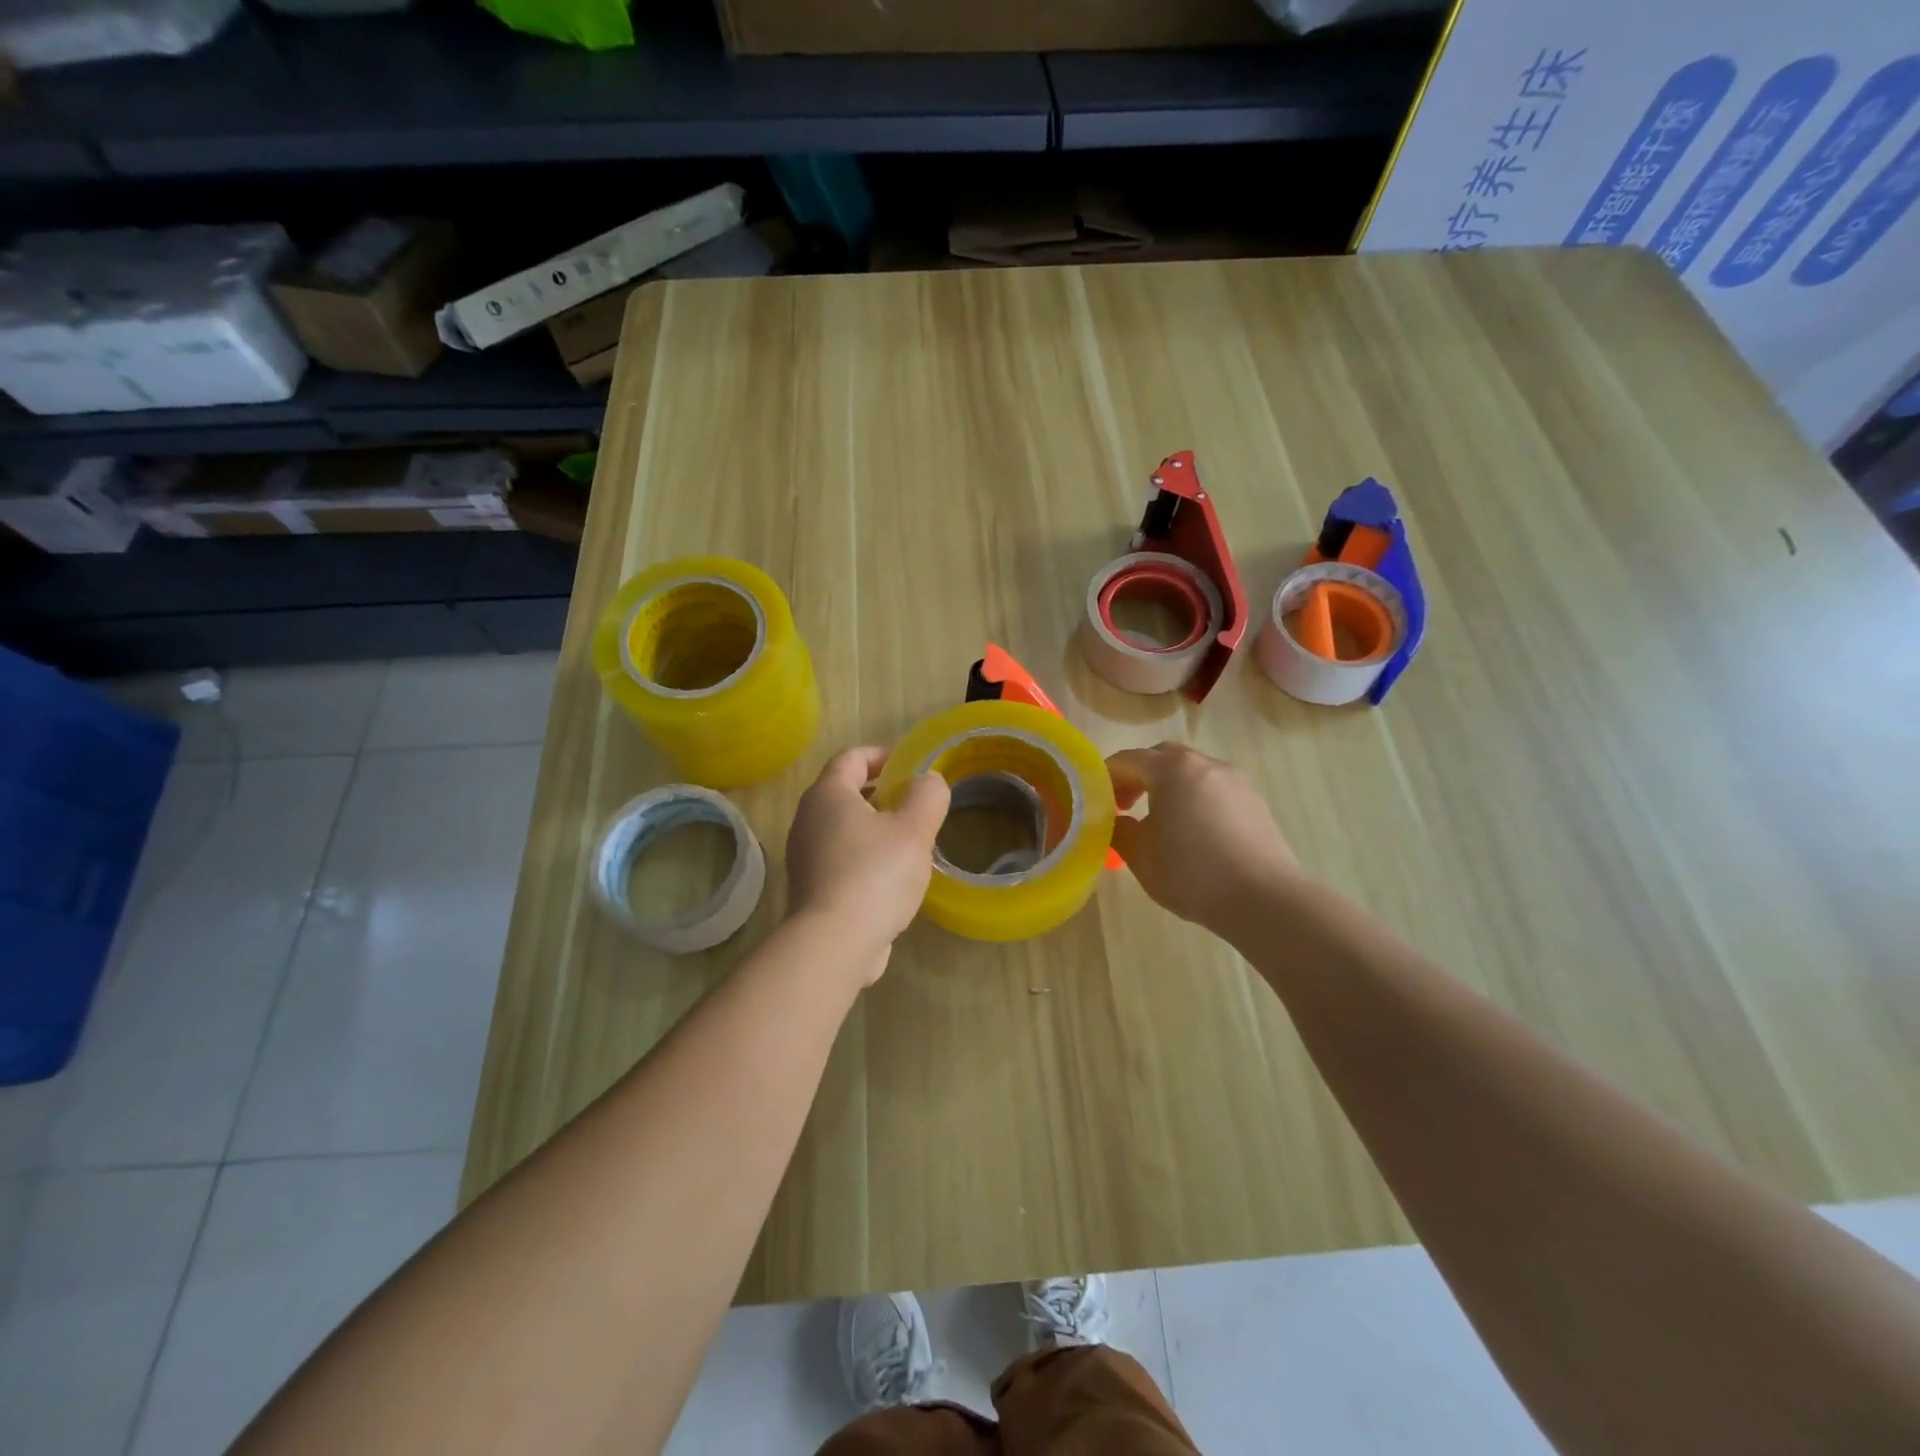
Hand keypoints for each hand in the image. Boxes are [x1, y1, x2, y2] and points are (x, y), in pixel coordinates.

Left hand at [785, 746, 950, 983]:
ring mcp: (804, 857)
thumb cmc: (875, 874)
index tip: (910, 765)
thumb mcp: (914, 829)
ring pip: (843, 829)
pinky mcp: (810, 889)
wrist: (834, 943)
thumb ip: (927, 796)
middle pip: (845, 792)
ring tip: (908, 843)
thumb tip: (927, 781)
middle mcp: (807, 819)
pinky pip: (840, 860)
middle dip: (880, 793)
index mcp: (828, 794)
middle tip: (914, 804)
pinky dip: (864, 858)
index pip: (852, 757)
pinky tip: (891, 879)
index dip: (882, 755)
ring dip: (874, 828)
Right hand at [1108, 743, 1303, 932]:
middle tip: (1125, 805)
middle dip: (1138, 776)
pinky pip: (1214, 789)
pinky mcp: (1254, 802)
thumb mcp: (1140, 857)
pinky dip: (1195, 799)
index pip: (1127, 760)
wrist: (1265, 900)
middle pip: (1162, 757)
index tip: (1096, 803)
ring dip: (1169, 786)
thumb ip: (1120, 831)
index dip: (1106, 778)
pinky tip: (1194, 833)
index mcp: (1172, 770)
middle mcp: (1204, 764)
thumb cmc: (1192, 874)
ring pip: (1191, 772)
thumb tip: (1118, 821)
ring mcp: (1235, 780)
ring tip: (1160, 821)